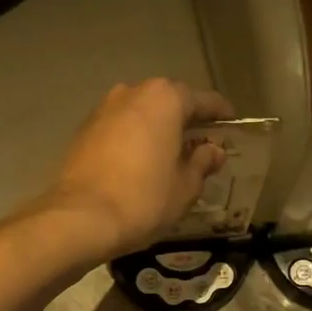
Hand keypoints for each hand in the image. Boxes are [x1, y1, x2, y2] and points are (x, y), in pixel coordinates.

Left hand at [41, 79, 233, 259]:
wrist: (80, 218)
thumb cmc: (144, 199)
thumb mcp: (185, 186)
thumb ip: (202, 162)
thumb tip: (213, 150)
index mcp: (164, 99)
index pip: (203, 100)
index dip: (220, 113)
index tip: (231, 124)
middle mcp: (132, 92)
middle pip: (168, 101)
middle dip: (186, 119)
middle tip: (202, 142)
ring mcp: (104, 109)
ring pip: (141, 113)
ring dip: (157, 128)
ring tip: (170, 153)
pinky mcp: (84, 129)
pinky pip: (120, 127)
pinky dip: (134, 138)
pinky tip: (140, 161)